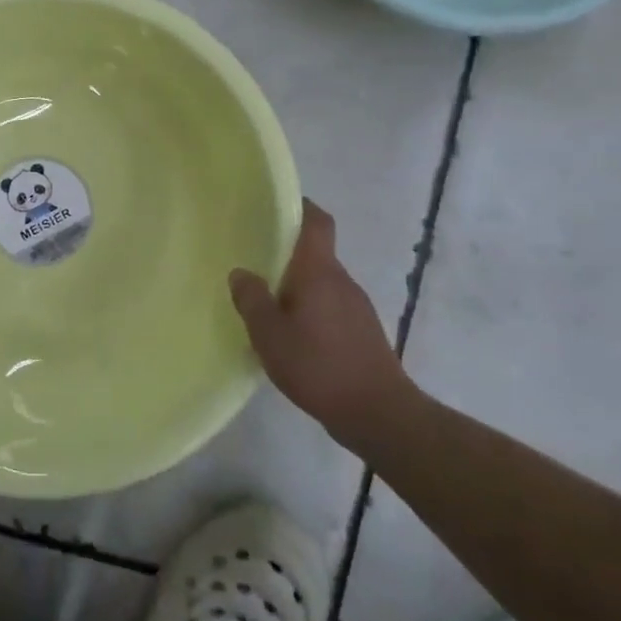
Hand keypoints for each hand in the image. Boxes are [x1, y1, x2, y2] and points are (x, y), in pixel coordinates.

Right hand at [229, 200, 418, 452]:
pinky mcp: (362, 333)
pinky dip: (309, 310)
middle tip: (252, 259)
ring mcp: (356, 307)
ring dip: (296, 286)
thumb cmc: (319, 366)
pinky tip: (291, 335)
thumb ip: (252, 300)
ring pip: (321, 283)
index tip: (273, 205)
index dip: (299, 207)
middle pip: (315, 253)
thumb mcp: (270, 335)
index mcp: (320, 272)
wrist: (380, 415)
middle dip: (286, 253)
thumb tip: (241, 273)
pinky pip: (329, 307)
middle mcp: (342, 281)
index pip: (317, 222)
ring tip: (265, 301)